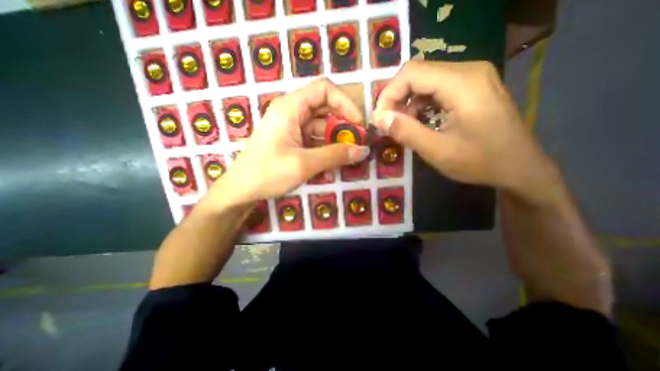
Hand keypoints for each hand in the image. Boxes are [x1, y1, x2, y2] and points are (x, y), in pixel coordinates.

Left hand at [208, 78, 368, 205]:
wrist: (242, 190)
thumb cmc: (268, 173)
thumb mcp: (304, 164)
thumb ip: (335, 155)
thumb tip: (363, 150)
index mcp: (290, 108)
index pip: (324, 90)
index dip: (345, 103)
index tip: (358, 124)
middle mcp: (292, 112)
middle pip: (325, 109)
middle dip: (343, 126)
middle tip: (356, 144)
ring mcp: (292, 128)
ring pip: (322, 128)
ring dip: (335, 143)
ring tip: (346, 159)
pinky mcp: (293, 141)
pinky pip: (315, 141)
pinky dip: (325, 151)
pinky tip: (330, 167)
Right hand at [373, 59, 552, 200]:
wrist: (520, 168)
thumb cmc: (481, 162)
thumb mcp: (438, 151)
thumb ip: (406, 132)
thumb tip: (379, 118)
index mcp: (462, 83)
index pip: (411, 73)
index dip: (389, 94)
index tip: (380, 119)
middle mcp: (468, 70)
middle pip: (417, 73)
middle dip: (396, 98)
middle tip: (389, 124)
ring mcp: (472, 77)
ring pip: (425, 80)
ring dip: (407, 102)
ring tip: (404, 126)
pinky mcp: (471, 87)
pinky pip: (436, 88)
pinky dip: (420, 104)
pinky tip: (419, 122)